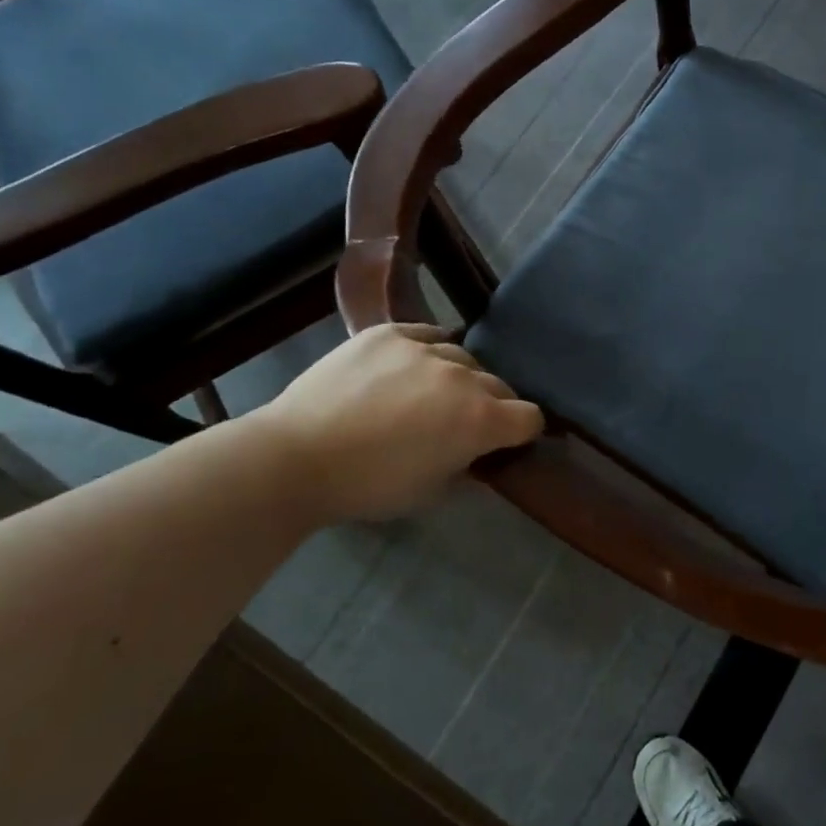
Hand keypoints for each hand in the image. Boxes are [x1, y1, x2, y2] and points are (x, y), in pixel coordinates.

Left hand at [248, 323, 543, 523]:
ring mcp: (425, 348)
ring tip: (430, 395)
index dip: (523, 433)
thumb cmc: (368, 486)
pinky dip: (427, 352)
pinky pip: (427, 335)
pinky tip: (409, 368)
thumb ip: (468, 467)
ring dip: (459, 378)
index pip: (530, 417)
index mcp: (480, 420)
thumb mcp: (432, 492)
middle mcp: (463, 377)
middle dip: (493, 406)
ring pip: (464, 357)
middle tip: (463, 425)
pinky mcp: (390, 333)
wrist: (295, 457)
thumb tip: (479, 453)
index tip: (507, 443)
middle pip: (500, 385)